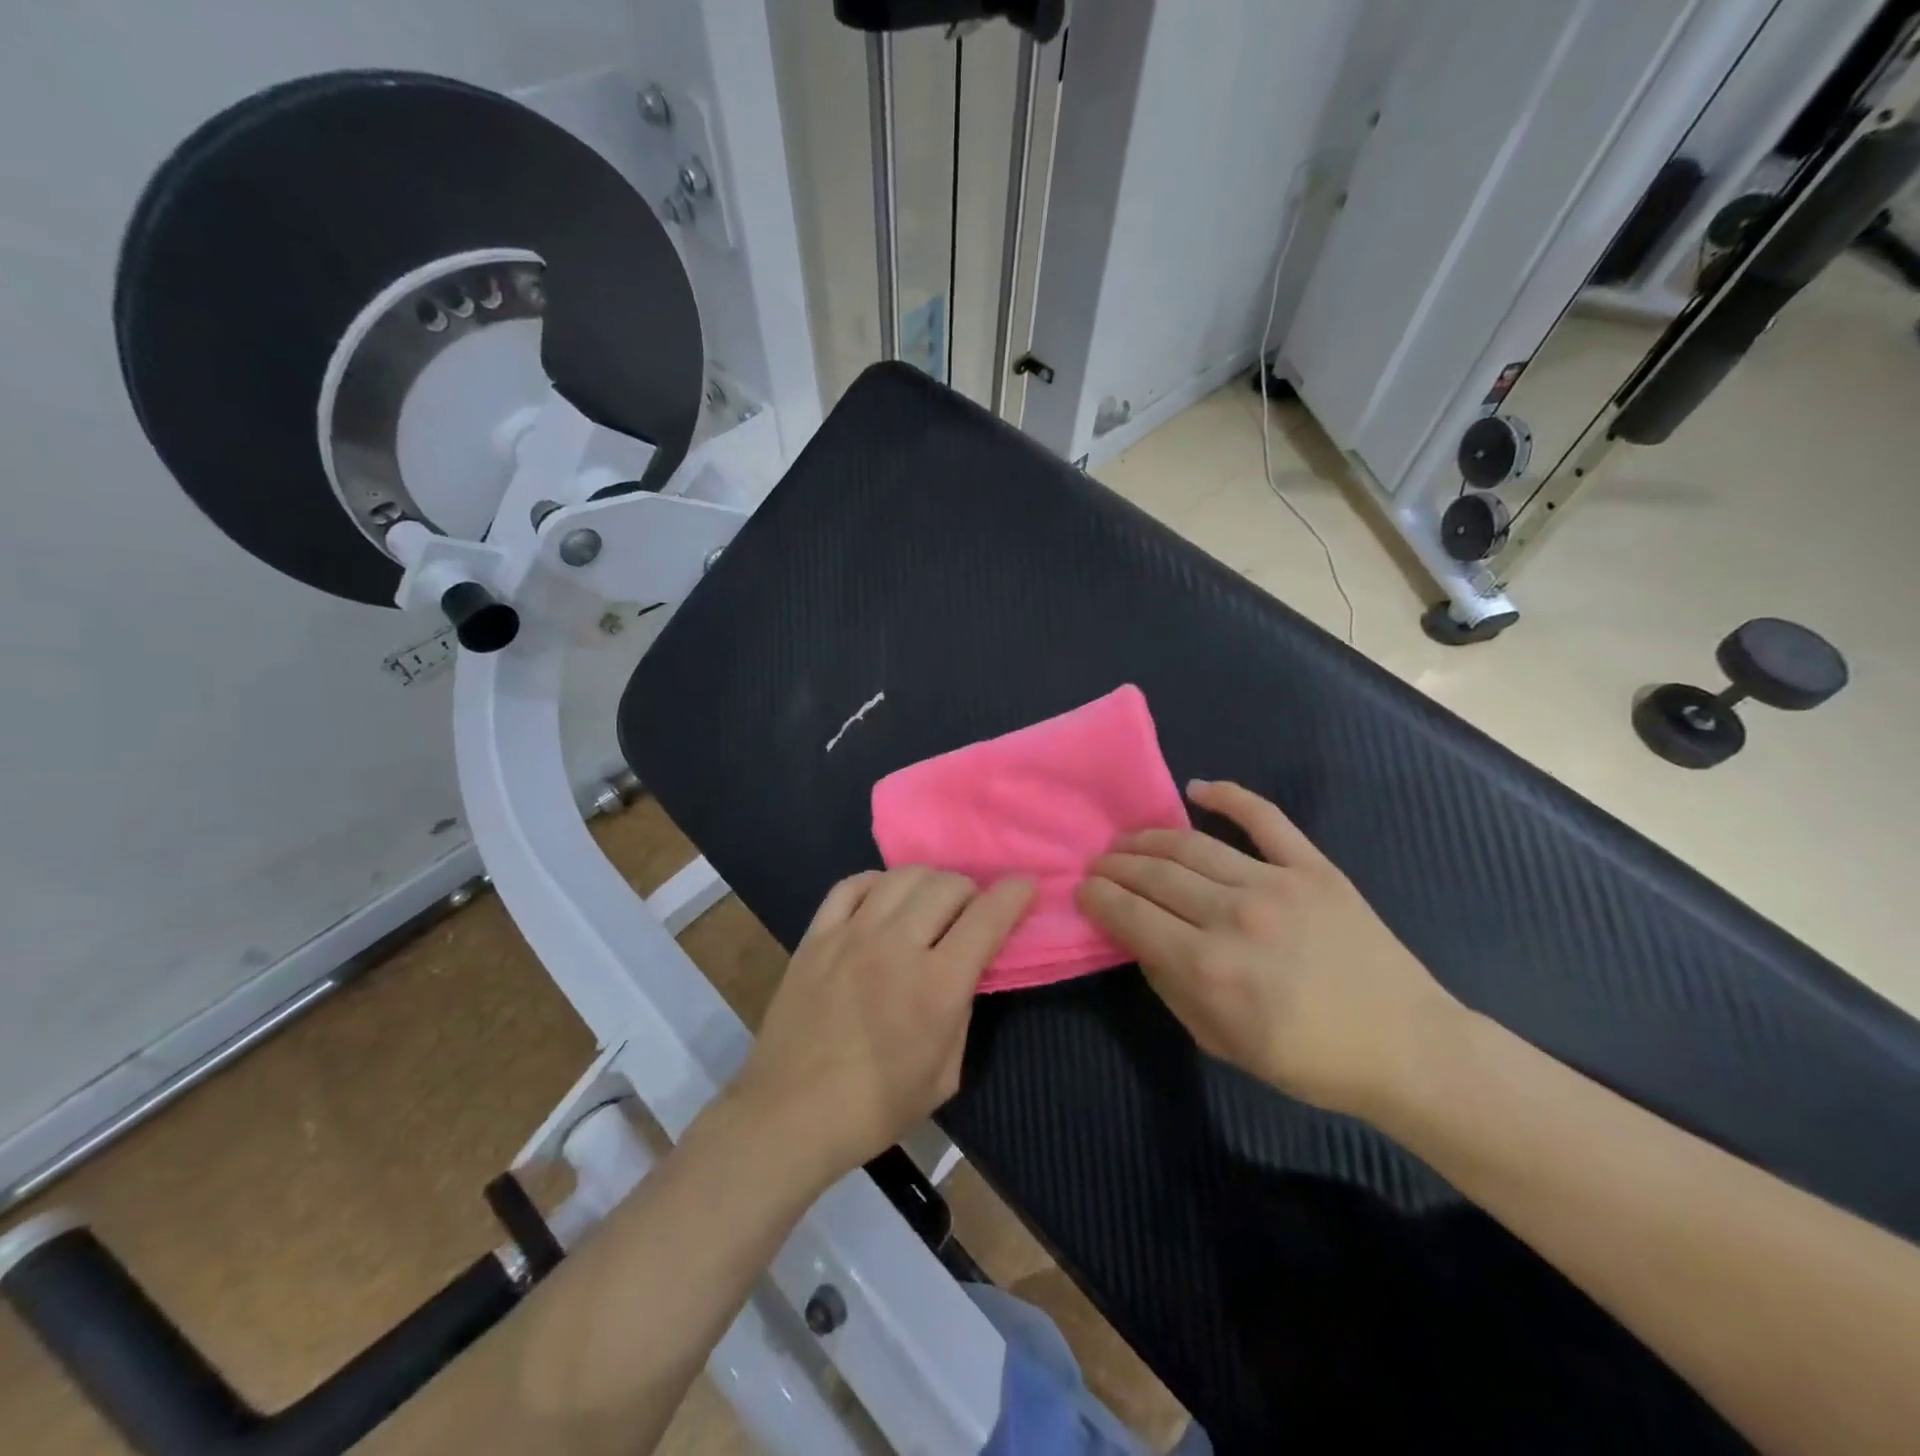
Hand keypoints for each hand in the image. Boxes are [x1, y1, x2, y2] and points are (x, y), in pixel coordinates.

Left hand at [733, 868, 1033, 1183]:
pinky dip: (878, 883)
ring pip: (902, 877)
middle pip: (947, 885)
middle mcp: (897, 946)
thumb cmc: (875, 1107)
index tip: (1026, 885)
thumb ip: (962, 1011)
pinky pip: (851, 885)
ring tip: (931, 904)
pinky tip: (884, 899)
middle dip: (972, 891)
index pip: (987, 917)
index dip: (1014, 893)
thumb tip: (966, 971)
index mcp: (936, 986)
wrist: (789, 1115)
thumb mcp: (945, 1075)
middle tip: (972, 912)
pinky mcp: (816, 935)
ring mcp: (851, 934)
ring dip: (930, 883)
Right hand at [1076, 780, 1457, 1117]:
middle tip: (1099, 864)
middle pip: (1152, 873)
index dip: (1097, 897)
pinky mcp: (1312, 866)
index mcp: (1208, 967)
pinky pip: (1264, 817)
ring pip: (1191, 843)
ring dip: (1149, 837)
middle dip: (1114, 865)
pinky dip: (1227, 796)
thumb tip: (1136, 938)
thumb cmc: (1308, 1058)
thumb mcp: (1220, 1042)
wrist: (1406, 1047)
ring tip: (1128, 840)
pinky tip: (1196, 788)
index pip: (1129, 914)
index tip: (1082, 890)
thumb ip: (1169, 987)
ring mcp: (1275, 883)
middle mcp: (1234, 915)